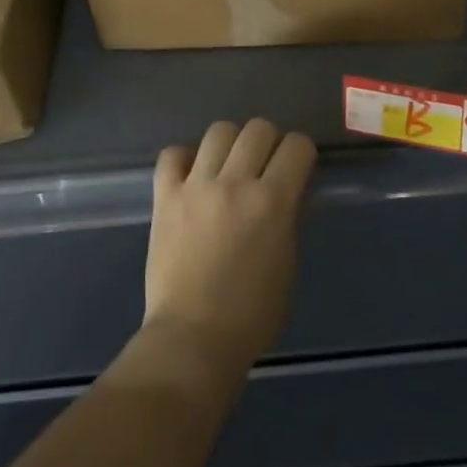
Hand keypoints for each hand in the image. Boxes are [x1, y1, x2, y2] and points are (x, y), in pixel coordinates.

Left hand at [143, 118, 315, 376]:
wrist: (193, 338)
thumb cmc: (252, 314)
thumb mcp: (287, 263)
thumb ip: (288, 218)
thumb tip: (287, 191)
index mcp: (273, 202)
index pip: (297, 145)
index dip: (301, 152)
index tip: (297, 166)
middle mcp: (235, 183)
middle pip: (258, 128)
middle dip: (269, 142)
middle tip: (264, 166)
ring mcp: (196, 187)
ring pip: (219, 131)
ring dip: (231, 144)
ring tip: (228, 166)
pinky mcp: (165, 197)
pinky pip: (172, 154)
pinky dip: (185, 158)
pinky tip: (193, 176)